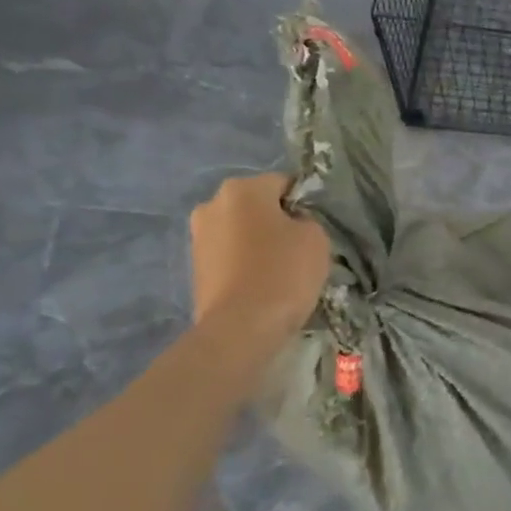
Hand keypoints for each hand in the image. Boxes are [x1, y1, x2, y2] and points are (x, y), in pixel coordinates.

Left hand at [189, 173, 331, 341]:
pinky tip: (261, 281)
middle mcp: (212, 204)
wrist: (241, 327)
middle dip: (276, 220)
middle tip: (299, 246)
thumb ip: (306, 219)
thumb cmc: (283, 272)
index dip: (303, 203)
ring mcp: (198, 236)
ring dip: (258, 241)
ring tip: (280, 268)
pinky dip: (244, 262)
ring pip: (240, 230)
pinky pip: (229, 254)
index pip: (284, 184)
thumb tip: (292, 223)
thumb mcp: (316, 237)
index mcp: (243, 189)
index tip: (315, 227)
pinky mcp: (194, 266)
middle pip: (256, 205)